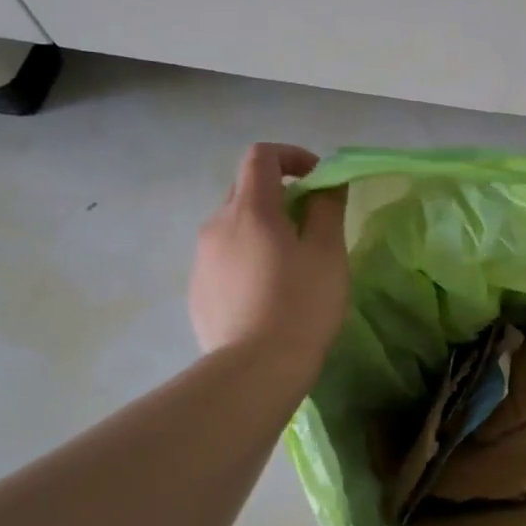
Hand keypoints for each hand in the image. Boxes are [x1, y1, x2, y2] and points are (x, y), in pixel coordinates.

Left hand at [189, 143, 348, 367]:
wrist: (255, 369)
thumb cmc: (301, 304)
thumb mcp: (328, 253)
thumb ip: (328, 208)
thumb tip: (325, 184)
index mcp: (251, 210)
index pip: (261, 156)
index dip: (292, 156)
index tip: (318, 179)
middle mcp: (217, 225)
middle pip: (245, 189)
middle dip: (279, 194)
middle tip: (310, 224)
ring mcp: (201, 259)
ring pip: (233, 226)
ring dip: (262, 228)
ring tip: (290, 264)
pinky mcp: (196, 289)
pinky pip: (224, 257)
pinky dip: (247, 257)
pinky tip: (267, 293)